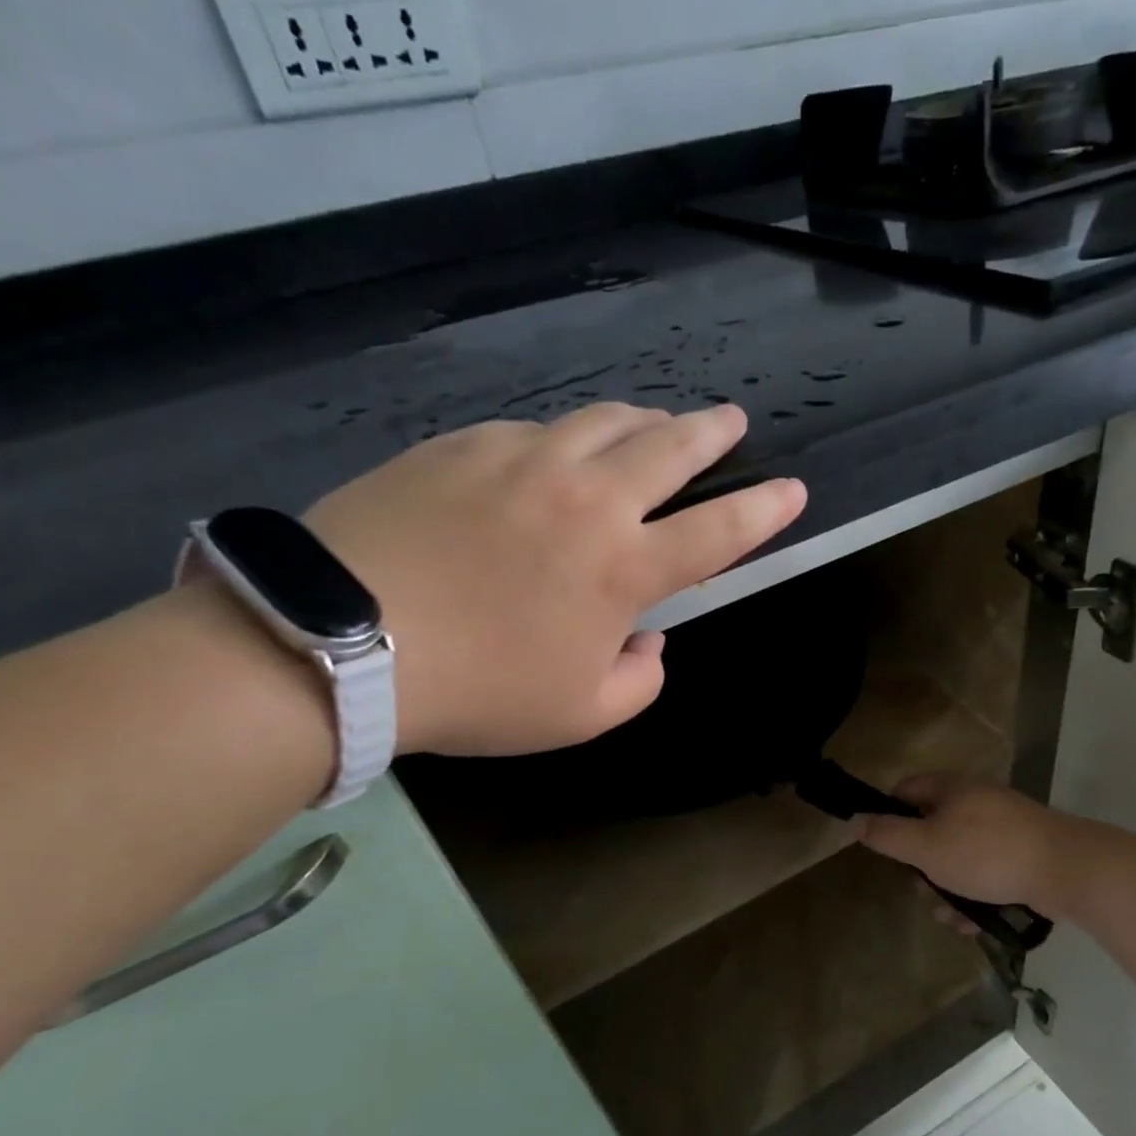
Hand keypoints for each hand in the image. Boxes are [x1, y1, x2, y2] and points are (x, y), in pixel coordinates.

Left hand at [306, 402, 804, 756]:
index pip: (719, 531)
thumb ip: (638, 680)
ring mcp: (524, 460)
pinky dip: (563, 439)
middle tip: (730, 420)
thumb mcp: (580, 715)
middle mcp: (587, 499)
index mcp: (623, 568)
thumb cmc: (477, 691)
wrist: (343, 642)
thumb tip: (648, 641)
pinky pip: (534, 430)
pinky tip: (554, 454)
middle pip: (669, 448)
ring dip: (643, 421)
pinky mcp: (465, 445)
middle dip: (711, 432)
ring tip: (654, 424)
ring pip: (605, 421)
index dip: (764, 510)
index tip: (792, 489)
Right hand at [853, 775, 1074, 913]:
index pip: (905, 790)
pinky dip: (975, 894)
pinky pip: (987, 871)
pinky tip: (973, 922)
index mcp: (951, 788)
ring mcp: (1003, 827)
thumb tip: (855, 820)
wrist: (1066, 869)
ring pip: (959, 855)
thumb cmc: (986, 853)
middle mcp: (976, 800)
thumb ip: (887, 835)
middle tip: (920, 886)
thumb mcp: (926, 846)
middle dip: (921, 862)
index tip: (883, 846)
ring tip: (947, 915)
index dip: (887, 814)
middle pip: (932, 826)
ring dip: (947, 886)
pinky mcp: (1023, 853)